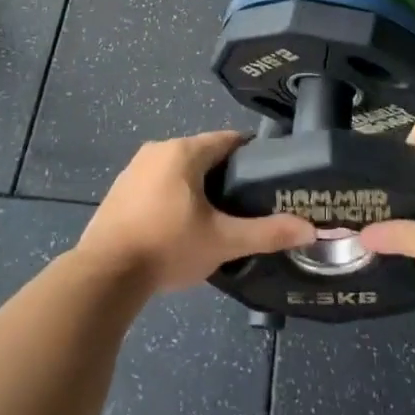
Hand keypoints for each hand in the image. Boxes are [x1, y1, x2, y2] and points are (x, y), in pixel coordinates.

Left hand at [77, 131, 317, 292]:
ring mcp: (134, 169)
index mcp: (183, 152)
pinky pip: (158, 183)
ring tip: (219, 217)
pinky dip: (174, 196)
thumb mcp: (223, 241)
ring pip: (179, 169)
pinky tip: (182, 226)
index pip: (228, 140)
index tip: (270, 176)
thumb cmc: (168, 247)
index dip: (252, 155)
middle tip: (249, 203)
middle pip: (203, 154)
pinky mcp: (120, 190)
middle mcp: (158, 150)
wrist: (104, 275)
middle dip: (226, 175)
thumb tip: (310, 228)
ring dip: (199, 187)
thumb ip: (267, 233)